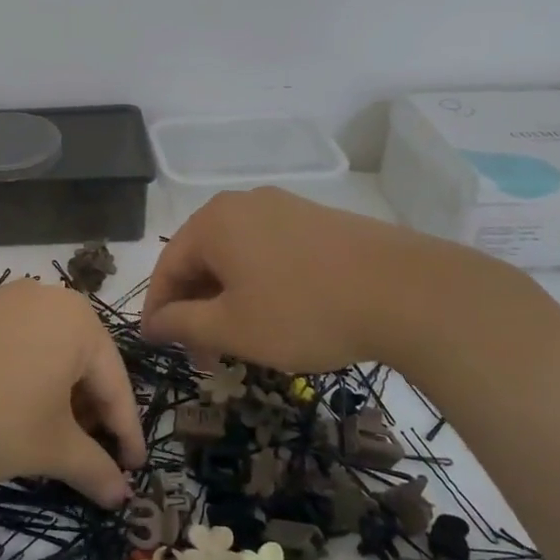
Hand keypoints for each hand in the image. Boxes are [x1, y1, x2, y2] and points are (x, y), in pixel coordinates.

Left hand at [0, 280, 145, 507]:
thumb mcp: (52, 448)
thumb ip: (94, 469)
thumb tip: (121, 497)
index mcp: (78, 321)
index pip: (114, 383)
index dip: (125, 432)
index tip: (131, 468)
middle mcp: (44, 298)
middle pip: (80, 362)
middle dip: (88, 411)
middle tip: (89, 453)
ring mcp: (0, 300)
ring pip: (43, 351)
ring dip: (53, 394)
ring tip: (47, 433)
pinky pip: (8, 345)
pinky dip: (19, 377)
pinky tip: (7, 407)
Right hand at [141, 187, 496, 374]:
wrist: (407, 292)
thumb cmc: (303, 311)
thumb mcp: (233, 327)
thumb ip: (183, 323)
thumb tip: (152, 323)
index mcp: (213, 222)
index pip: (167, 266)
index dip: (158, 310)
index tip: (158, 346)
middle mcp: (243, 204)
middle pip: (201, 258)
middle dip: (196, 308)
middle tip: (203, 355)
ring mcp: (284, 208)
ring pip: (237, 256)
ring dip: (227, 299)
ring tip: (239, 340)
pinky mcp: (318, 221)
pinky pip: (269, 252)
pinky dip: (259, 284)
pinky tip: (276, 315)